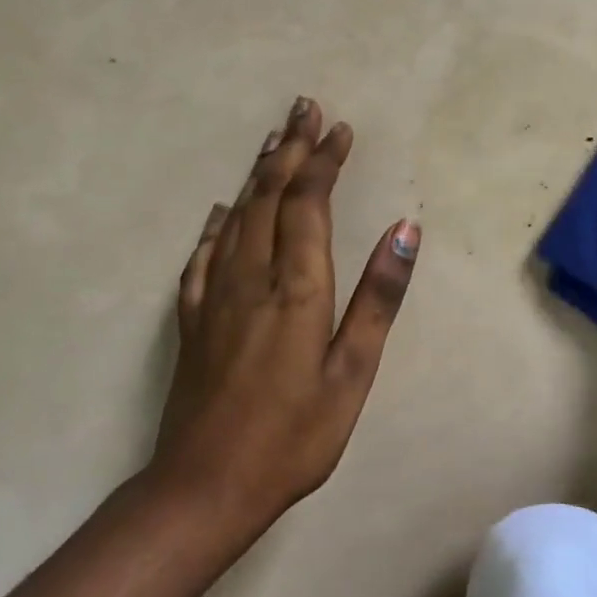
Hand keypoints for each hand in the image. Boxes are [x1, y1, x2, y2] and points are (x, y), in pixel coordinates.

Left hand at [153, 97, 419, 539]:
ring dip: (257, 174)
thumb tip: (405, 229)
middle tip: (303, 109)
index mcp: (295, 288)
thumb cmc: (293, 436)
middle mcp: (250, 278)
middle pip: (268, 198)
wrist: (203, 488)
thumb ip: (377, 298)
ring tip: (273, 140)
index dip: (323, 162)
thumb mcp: (352, 374)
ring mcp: (214, 298)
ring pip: (236, 217)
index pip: (308, 205)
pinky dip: (215, 225)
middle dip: (289, 150)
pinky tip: (220, 212)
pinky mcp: (192, 321)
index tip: (338, 128)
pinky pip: (202, 256)